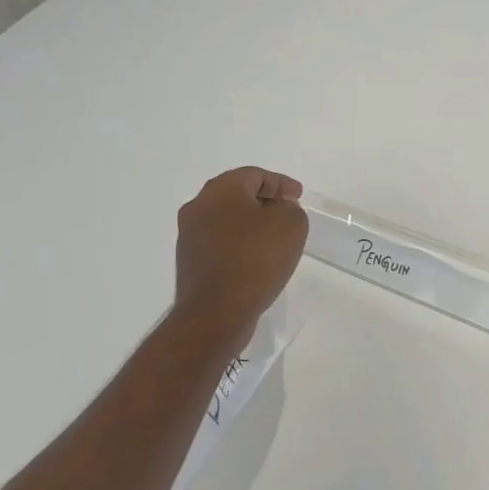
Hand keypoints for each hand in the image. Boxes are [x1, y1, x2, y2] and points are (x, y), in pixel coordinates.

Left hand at [174, 167, 307, 340]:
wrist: (215, 314)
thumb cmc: (254, 260)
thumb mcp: (291, 225)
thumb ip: (290, 209)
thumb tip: (278, 211)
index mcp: (220, 190)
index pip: (255, 175)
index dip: (281, 184)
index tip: (299, 196)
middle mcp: (198, 207)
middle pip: (238, 195)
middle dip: (265, 201)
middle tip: (288, 212)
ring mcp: (189, 236)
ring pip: (227, 219)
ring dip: (251, 224)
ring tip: (275, 238)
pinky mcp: (190, 262)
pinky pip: (221, 242)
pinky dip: (240, 244)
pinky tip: (257, 259)